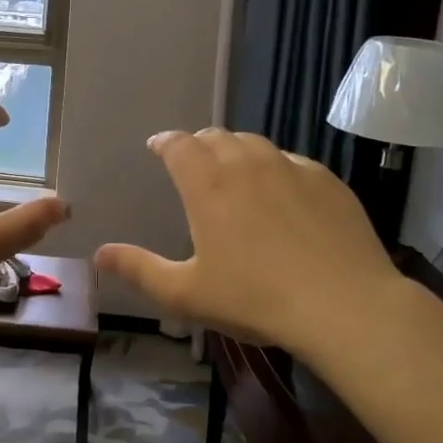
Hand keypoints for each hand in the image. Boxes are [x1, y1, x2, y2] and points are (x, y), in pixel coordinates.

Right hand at [94, 129, 406, 356]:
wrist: (344, 306)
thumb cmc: (255, 299)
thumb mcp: (186, 293)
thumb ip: (139, 270)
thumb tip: (98, 254)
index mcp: (207, 184)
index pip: (178, 145)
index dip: (164, 142)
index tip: (157, 147)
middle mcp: (247, 163)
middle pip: (216, 137)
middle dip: (198, 144)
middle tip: (193, 163)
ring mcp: (291, 168)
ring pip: (255, 143)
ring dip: (236, 150)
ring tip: (234, 171)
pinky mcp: (327, 180)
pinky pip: (291, 161)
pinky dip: (275, 167)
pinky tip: (281, 191)